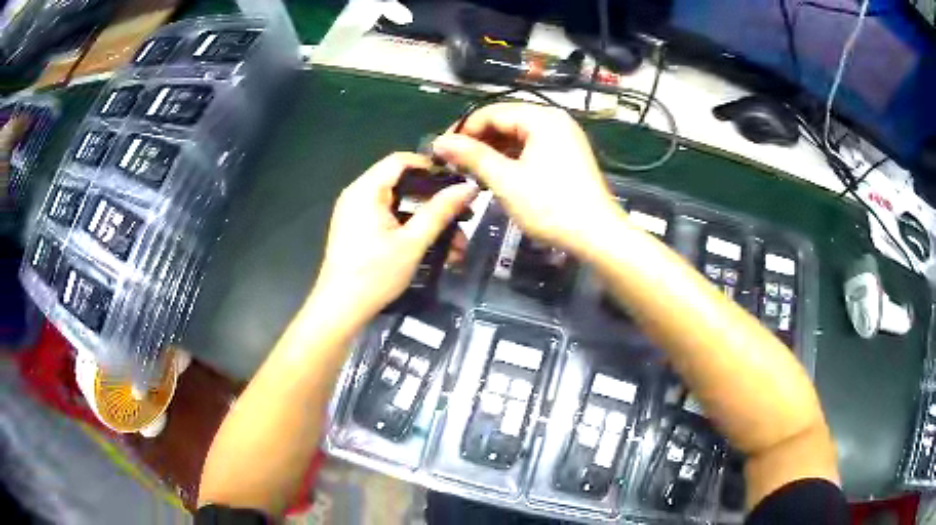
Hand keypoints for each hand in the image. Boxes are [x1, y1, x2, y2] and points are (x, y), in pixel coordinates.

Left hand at [310, 152, 477, 322]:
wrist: (340, 309)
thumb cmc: (375, 274)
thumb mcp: (413, 242)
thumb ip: (440, 211)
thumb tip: (469, 187)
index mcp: (366, 190)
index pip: (401, 160)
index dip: (432, 166)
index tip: (458, 181)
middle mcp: (357, 194)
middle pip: (401, 182)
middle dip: (433, 198)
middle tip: (462, 214)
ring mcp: (355, 212)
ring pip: (397, 203)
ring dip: (425, 217)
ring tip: (454, 240)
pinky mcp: (357, 229)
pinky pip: (387, 217)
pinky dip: (409, 226)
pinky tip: (431, 245)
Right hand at [432, 103, 620, 253]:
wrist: (597, 235)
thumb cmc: (550, 206)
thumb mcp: (506, 180)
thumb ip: (472, 156)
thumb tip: (439, 141)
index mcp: (541, 118)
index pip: (491, 112)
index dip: (463, 130)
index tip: (441, 152)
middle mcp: (554, 120)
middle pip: (505, 122)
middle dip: (478, 141)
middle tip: (454, 164)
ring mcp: (564, 138)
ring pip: (518, 136)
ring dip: (493, 152)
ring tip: (471, 172)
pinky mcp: (567, 156)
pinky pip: (531, 148)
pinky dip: (512, 159)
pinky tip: (497, 175)